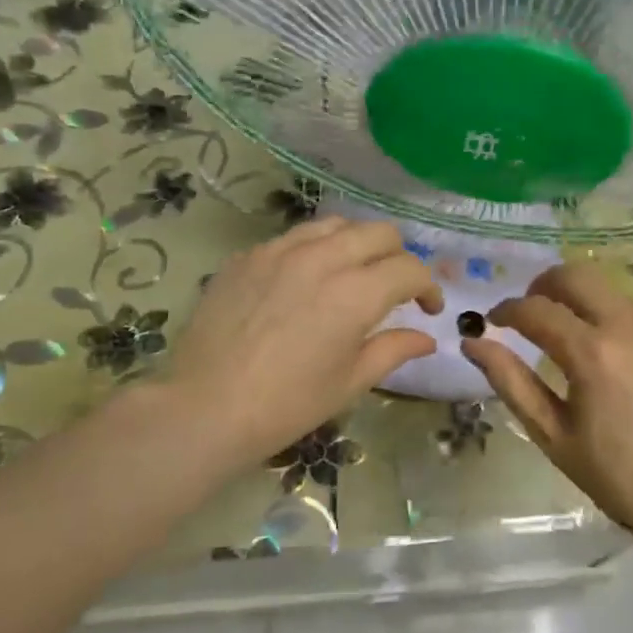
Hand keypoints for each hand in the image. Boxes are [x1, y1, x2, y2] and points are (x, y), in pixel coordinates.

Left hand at [156, 218, 443, 475]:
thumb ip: (394, 350)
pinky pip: (294, 237)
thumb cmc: (287, 405)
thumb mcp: (350, 382)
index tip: (427, 309)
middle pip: (379, 232)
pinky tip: (304, 280)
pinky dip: (314, 250)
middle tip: (394, 287)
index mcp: (356, 293)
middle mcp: (323, 258)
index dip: (428, 287)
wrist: (204, 407)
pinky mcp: (249, 255)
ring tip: (351, 273)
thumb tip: (427, 337)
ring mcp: (280, 250)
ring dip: (356, 244)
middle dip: (398, 256)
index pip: (409, 269)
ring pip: (336, 225)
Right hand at [463, 263, 632, 539]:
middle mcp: (628, 325)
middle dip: (542, 285)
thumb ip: (510, 381)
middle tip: (529, 313)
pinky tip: (609, 352)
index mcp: (592, 354)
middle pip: (574, 274)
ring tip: (567, 335)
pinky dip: (609, 315)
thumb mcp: (553, 434)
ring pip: (606, 287)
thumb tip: (472, 342)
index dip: (507, 311)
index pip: (535, 309)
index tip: (493, 322)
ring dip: (578, 299)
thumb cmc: (617, 476)